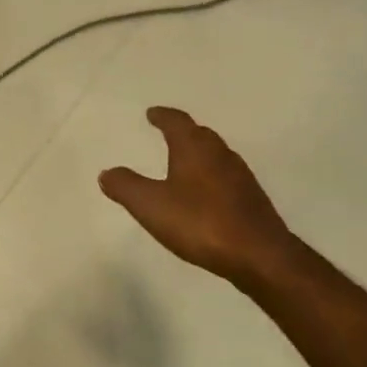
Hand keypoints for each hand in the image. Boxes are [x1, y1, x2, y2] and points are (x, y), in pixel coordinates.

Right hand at [100, 107, 298, 284]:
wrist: (259, 254)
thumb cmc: (200, 222)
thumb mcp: (151, 206)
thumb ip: (126, 187)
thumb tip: (107, 172)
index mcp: (194, 148)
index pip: (177, 121)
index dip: (162, 116)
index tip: (152, 113)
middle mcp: (220, 153)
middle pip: (199, 134)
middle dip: (182, 132)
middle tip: (167, 133)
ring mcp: (240, 176)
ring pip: (215, 155)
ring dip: (198, 154)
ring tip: (184, 162)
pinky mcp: (252, 199)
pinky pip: (226, 177)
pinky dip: (211, 177)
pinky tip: (206, 194)